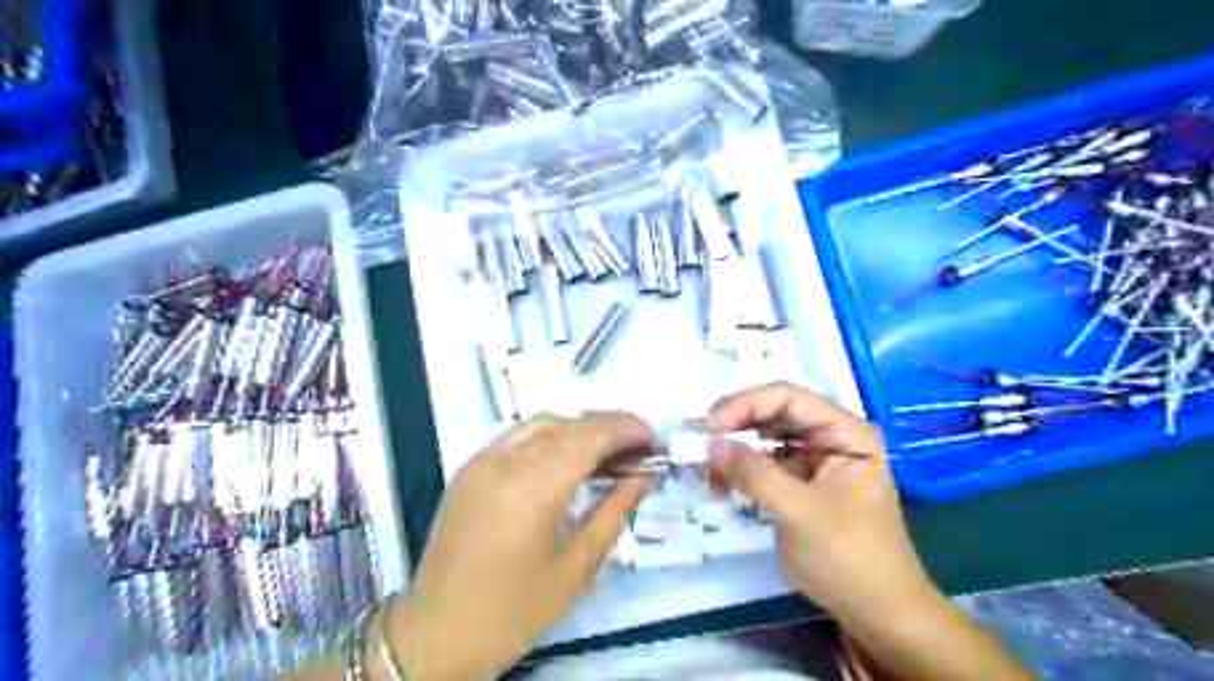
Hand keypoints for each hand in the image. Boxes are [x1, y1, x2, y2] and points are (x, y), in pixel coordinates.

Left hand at [386, 409, 653, 680]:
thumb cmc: (517, 609)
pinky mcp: (468, 469)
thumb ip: (616, 509)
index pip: (589, 435)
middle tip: (637, 449)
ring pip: (541, 424)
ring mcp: (480, 461)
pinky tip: (565, 463)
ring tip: (606, 454)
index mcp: (532, 487)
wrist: (440, 632)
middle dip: (607, 427)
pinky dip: (550, 438)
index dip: (626, 428)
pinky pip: (518, 437)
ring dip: (578, 429)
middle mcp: (503, 461)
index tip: (654, 439)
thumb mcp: (580, 564)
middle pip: (566, 423)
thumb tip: (644, 475)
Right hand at [709, 386, 930, 619]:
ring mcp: (814, 458)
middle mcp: (830, 436)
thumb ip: (755, 474)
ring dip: (733, 448)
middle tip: (700, 445)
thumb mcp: (801, 513)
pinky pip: (762, 462)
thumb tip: (709, 442)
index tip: (709, 427)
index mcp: (846, 432)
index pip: (788, 398)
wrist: (876, 613)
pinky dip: (739, 469)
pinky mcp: (798, 481)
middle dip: (735, 426)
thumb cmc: (850, 559)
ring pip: (764, 436)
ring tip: (708, 471)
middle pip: (773, 413)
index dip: (746, 404)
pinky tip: (720, 484)